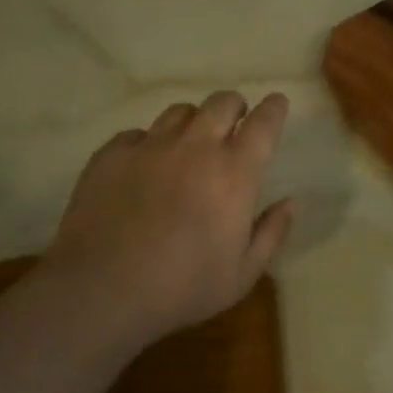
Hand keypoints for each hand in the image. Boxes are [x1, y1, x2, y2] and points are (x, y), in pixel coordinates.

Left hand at [45, 91, 295, 342]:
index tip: (276, 104)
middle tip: (233, 123)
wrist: (103, 289)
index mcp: (234, 172)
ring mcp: (150, 146)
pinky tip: (142, 166)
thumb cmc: (183, 287)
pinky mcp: (112, 154)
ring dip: (192, 122)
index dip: (273, 108)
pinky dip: (147, 144)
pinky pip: (137, 134)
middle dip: (233, 106)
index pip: (263, 123)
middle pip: (222, 102)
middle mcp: (195, 147)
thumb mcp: (242, 275)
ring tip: (188, 143)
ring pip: (179, 112)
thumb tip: (290, 203)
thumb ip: (271, 233)